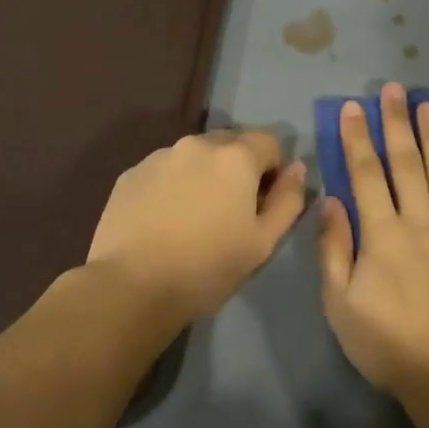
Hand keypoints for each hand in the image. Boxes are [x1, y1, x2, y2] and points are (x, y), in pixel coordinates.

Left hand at [87, 130, 307, 325]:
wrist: (132, 286)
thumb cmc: (208, 267)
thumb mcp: (263, 242)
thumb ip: (288, 200)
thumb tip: (297, 169)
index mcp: (235, 157)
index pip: (269, 141)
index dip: (274, 168)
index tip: (264, 201)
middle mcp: (197, 144)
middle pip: (230, 143)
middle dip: (238, 168)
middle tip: (231, 211)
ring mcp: (159, 156)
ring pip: (194, 156)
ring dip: (203, 175)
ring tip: (194, 217)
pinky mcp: (131, 174)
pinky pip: (164, 170)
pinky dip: (173, 185)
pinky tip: (165, 220)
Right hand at [318, 83, 428, 397]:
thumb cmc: (388, 344)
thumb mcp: (340, 304)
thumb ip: (335, 249)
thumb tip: (332, 201)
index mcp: (383, 235)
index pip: (367, 175)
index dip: (358, 138)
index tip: (353, 108)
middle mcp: (421, 222)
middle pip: (408, 164)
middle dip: (397, 123)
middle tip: (395, 89)